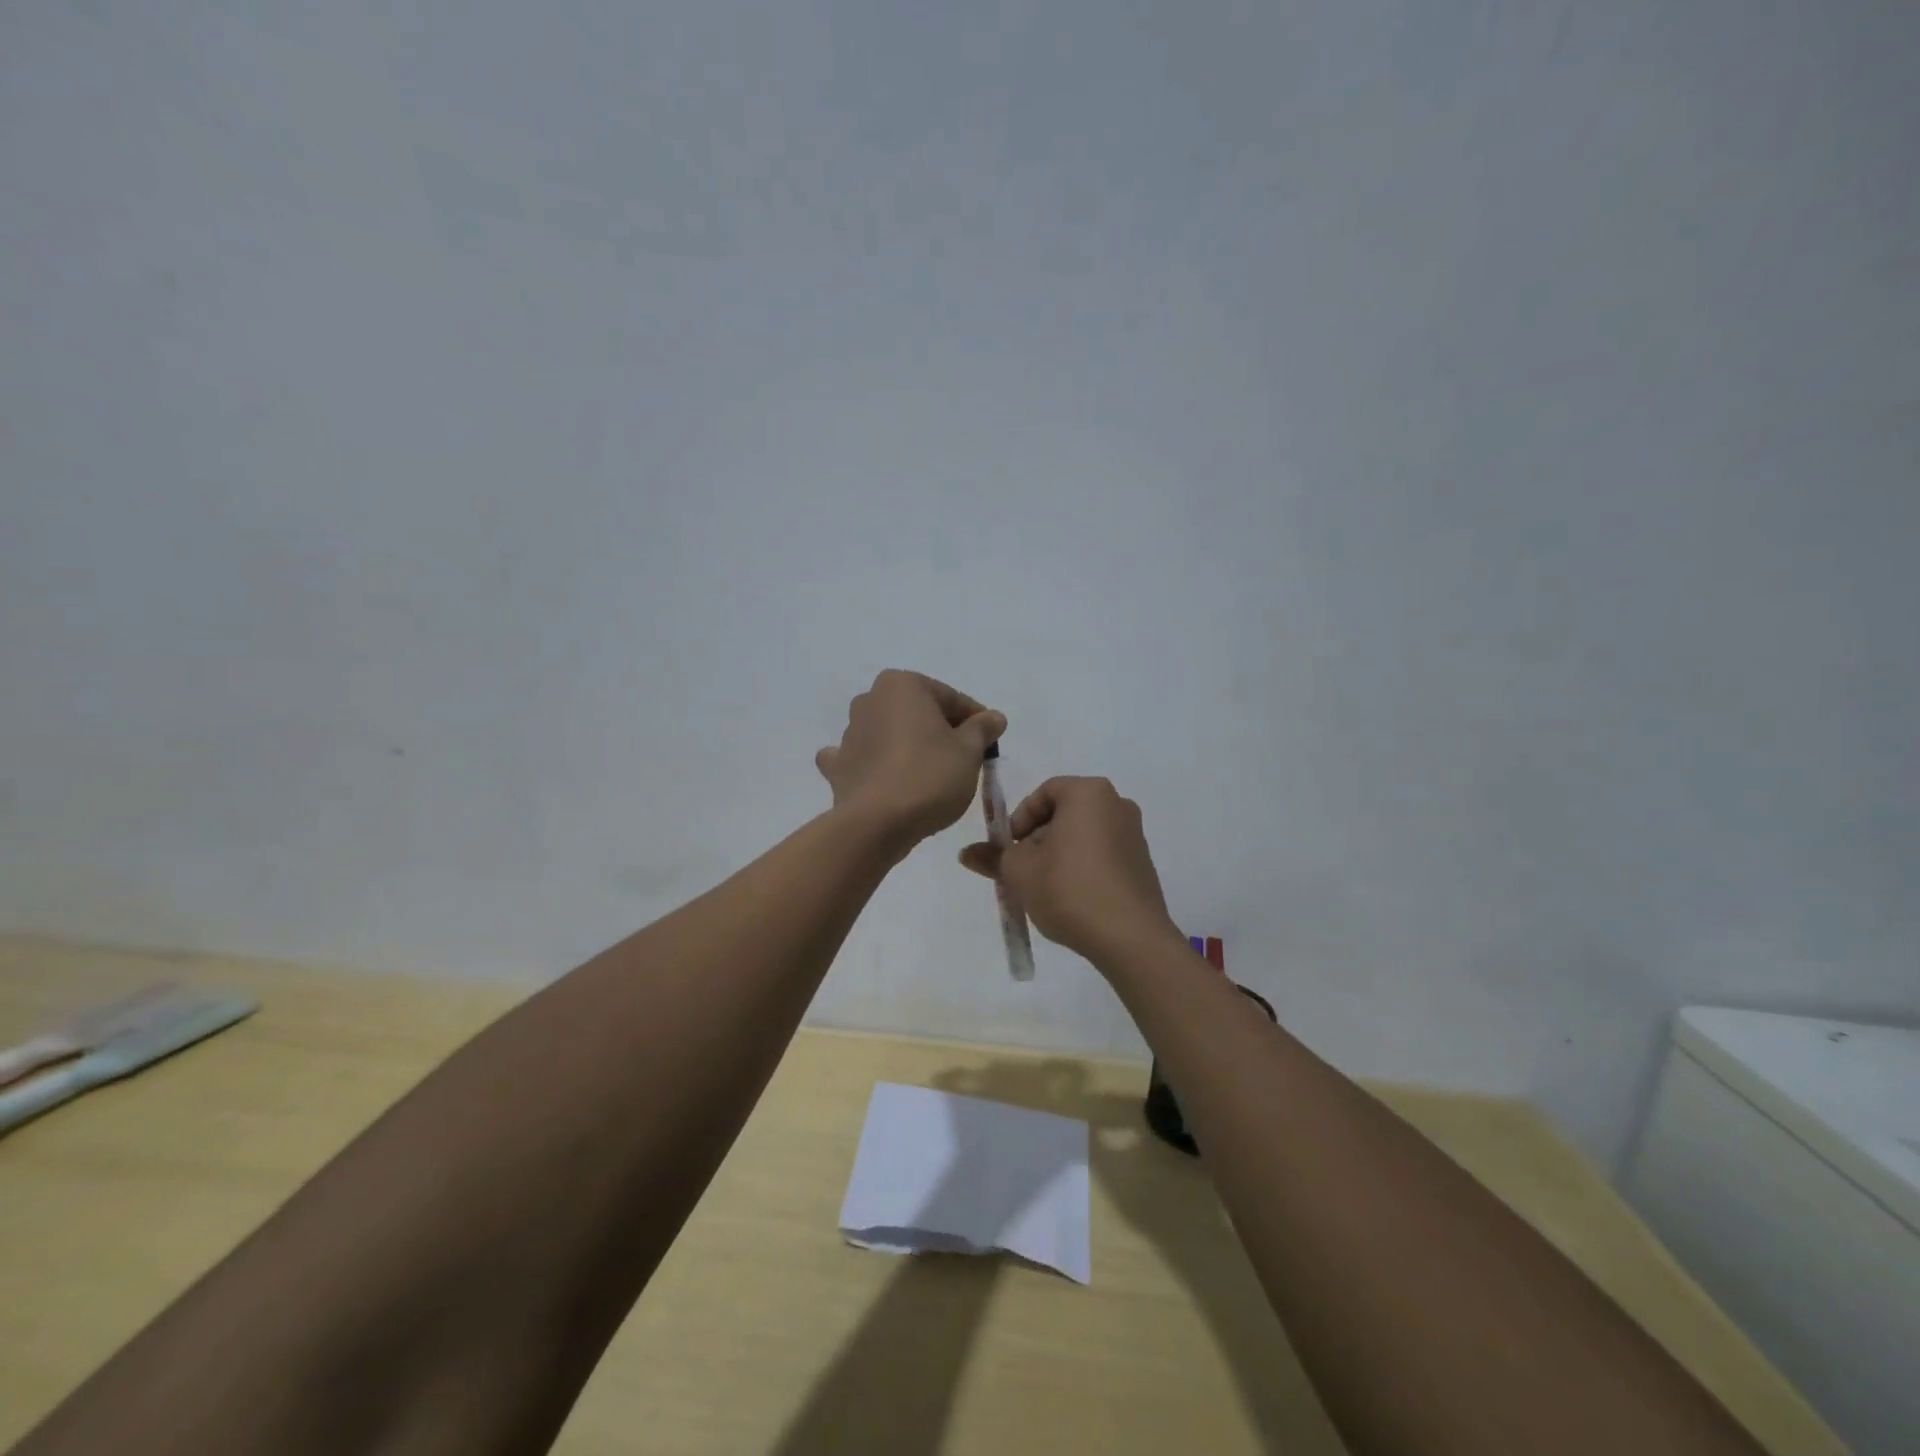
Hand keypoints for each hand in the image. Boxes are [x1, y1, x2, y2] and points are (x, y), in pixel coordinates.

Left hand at [817, 670, 1005, 850]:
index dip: (975, 720)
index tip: (990, 742)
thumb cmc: (929, 777)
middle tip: (965, 760)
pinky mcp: (838, 766)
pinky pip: (863, 759)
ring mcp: (849, 733)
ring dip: (909, 746)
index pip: (951, 698)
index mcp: (902, 685)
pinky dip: (874, 765)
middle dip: (941, 731)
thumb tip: (993, 717)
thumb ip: (982, 728)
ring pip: (891, 734)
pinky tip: (886, 779)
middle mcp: (870, 700)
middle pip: (918, 713)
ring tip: (932, 776)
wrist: (877, 824)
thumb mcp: (969, 751)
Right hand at [959, 776, 1180, 965]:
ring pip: (1082, 836)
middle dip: (1037, 840)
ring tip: (1042, 889)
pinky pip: (1101, 855)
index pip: (1044, 792)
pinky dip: (1081, 868)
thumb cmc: (1069, 889)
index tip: (1009, 849)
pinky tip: (1070, 900)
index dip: (1019, 819)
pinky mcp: (1142, 864)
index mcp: (1089, 793)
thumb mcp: (1019, 872)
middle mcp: (1117, 804)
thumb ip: (993, 857)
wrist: (1130, 939)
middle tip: (1021, 871)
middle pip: (1064, 814)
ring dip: (1057, 856)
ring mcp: (1134, 835)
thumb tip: (966, 853)